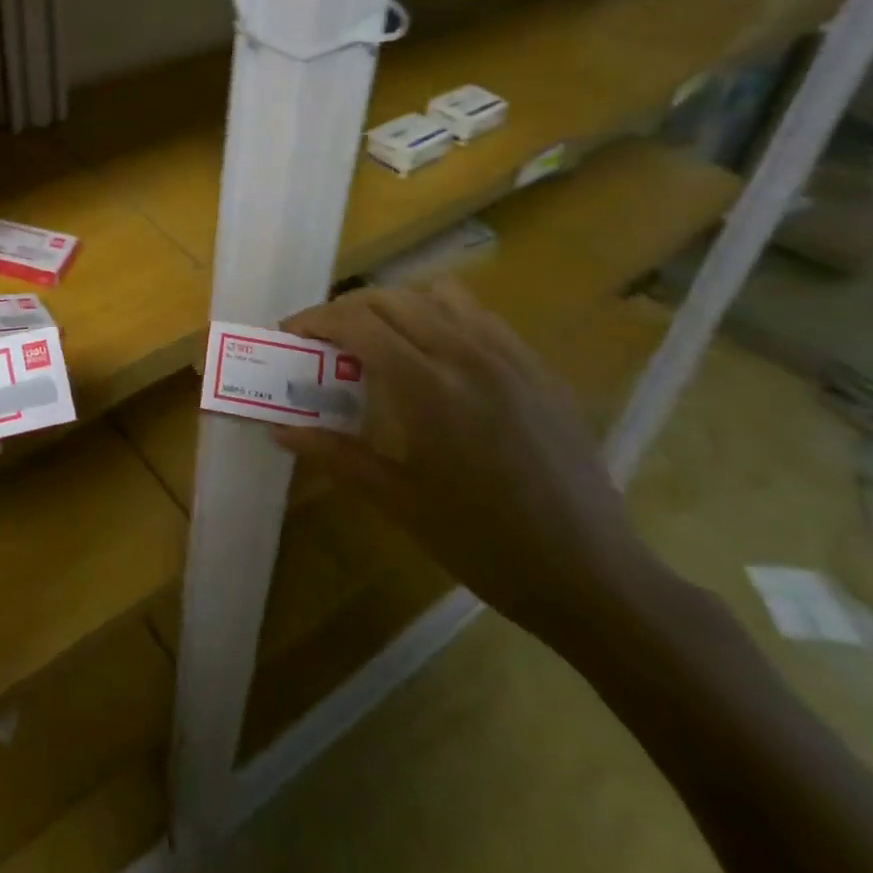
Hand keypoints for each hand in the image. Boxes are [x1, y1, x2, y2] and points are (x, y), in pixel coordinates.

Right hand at [274, 281, 651, 640]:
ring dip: (397, 306)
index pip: (357, 323)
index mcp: (428, 387)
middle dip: (347, 310)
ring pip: (438, 295)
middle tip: (326, 340)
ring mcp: (510, 357)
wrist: (593, 577)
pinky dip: (444, 317)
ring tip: (381, 340)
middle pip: (391, 299)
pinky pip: (481, 317)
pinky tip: (440, 357)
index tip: (291, 333)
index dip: (315, 320)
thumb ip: (336, 455)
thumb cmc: (485, 545)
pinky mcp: (539, 369)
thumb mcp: (400, 503)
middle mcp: (467, 355)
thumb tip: (279, 430)